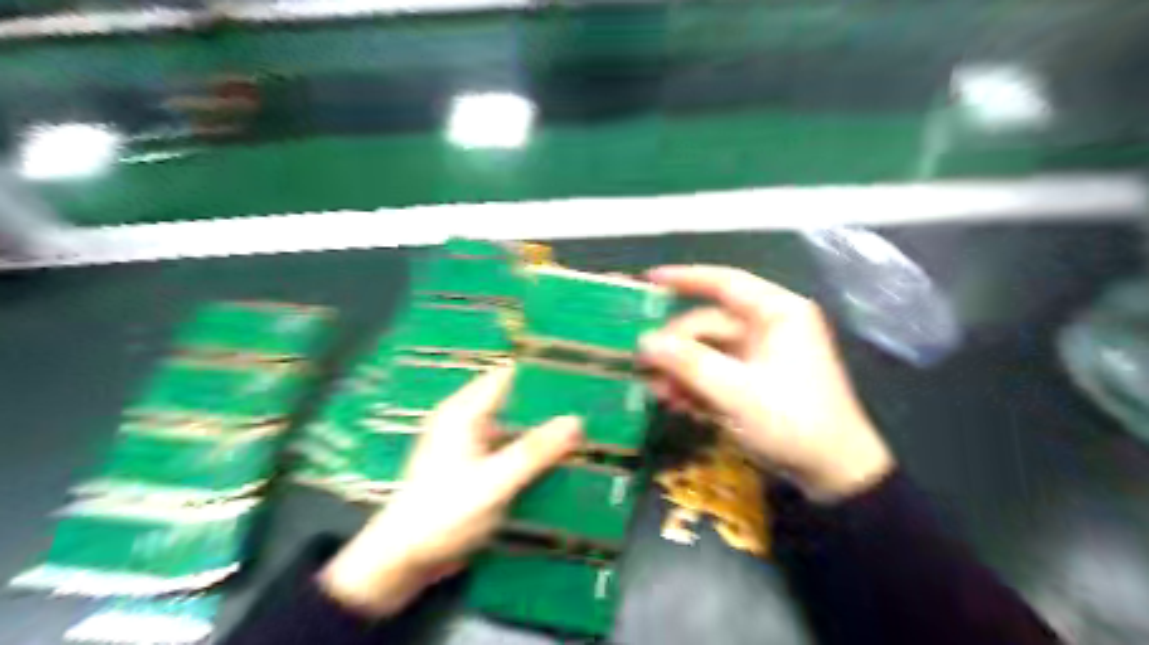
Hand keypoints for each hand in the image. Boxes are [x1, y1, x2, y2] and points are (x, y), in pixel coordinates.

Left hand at [315, 368, 579, 615]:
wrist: (402, 560)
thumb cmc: (443, 513)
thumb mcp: (493, 482)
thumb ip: (534, 451)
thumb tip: (576, 421)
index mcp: (464, 412)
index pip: (508, 376)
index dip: (540, 372)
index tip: (577, 374)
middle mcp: (465, 421)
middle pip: (513, 402)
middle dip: (546, 404)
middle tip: (588, 405)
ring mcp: (468, 445)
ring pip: (512, 428)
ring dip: (539, 431)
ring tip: (581, 431)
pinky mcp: (471, 468)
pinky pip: (506, 450)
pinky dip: (528, 453)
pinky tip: (555, 462)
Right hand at [643, 264, 891, 499]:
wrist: (834, 474)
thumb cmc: (793, 422)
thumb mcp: (736, 392)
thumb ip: (689, 363)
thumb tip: (644, 342)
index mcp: (778, 313)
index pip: (726, 283)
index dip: (685, 278)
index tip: (648, 280)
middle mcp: (770, 326)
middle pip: (710, 324)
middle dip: (676, 346)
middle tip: (644, 366)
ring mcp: (764, 355)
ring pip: (710, 351)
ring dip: (682, 370)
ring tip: (657, 392)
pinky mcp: (758, 380)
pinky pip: (719, 372)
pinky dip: (697, 384)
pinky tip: (677, 402)